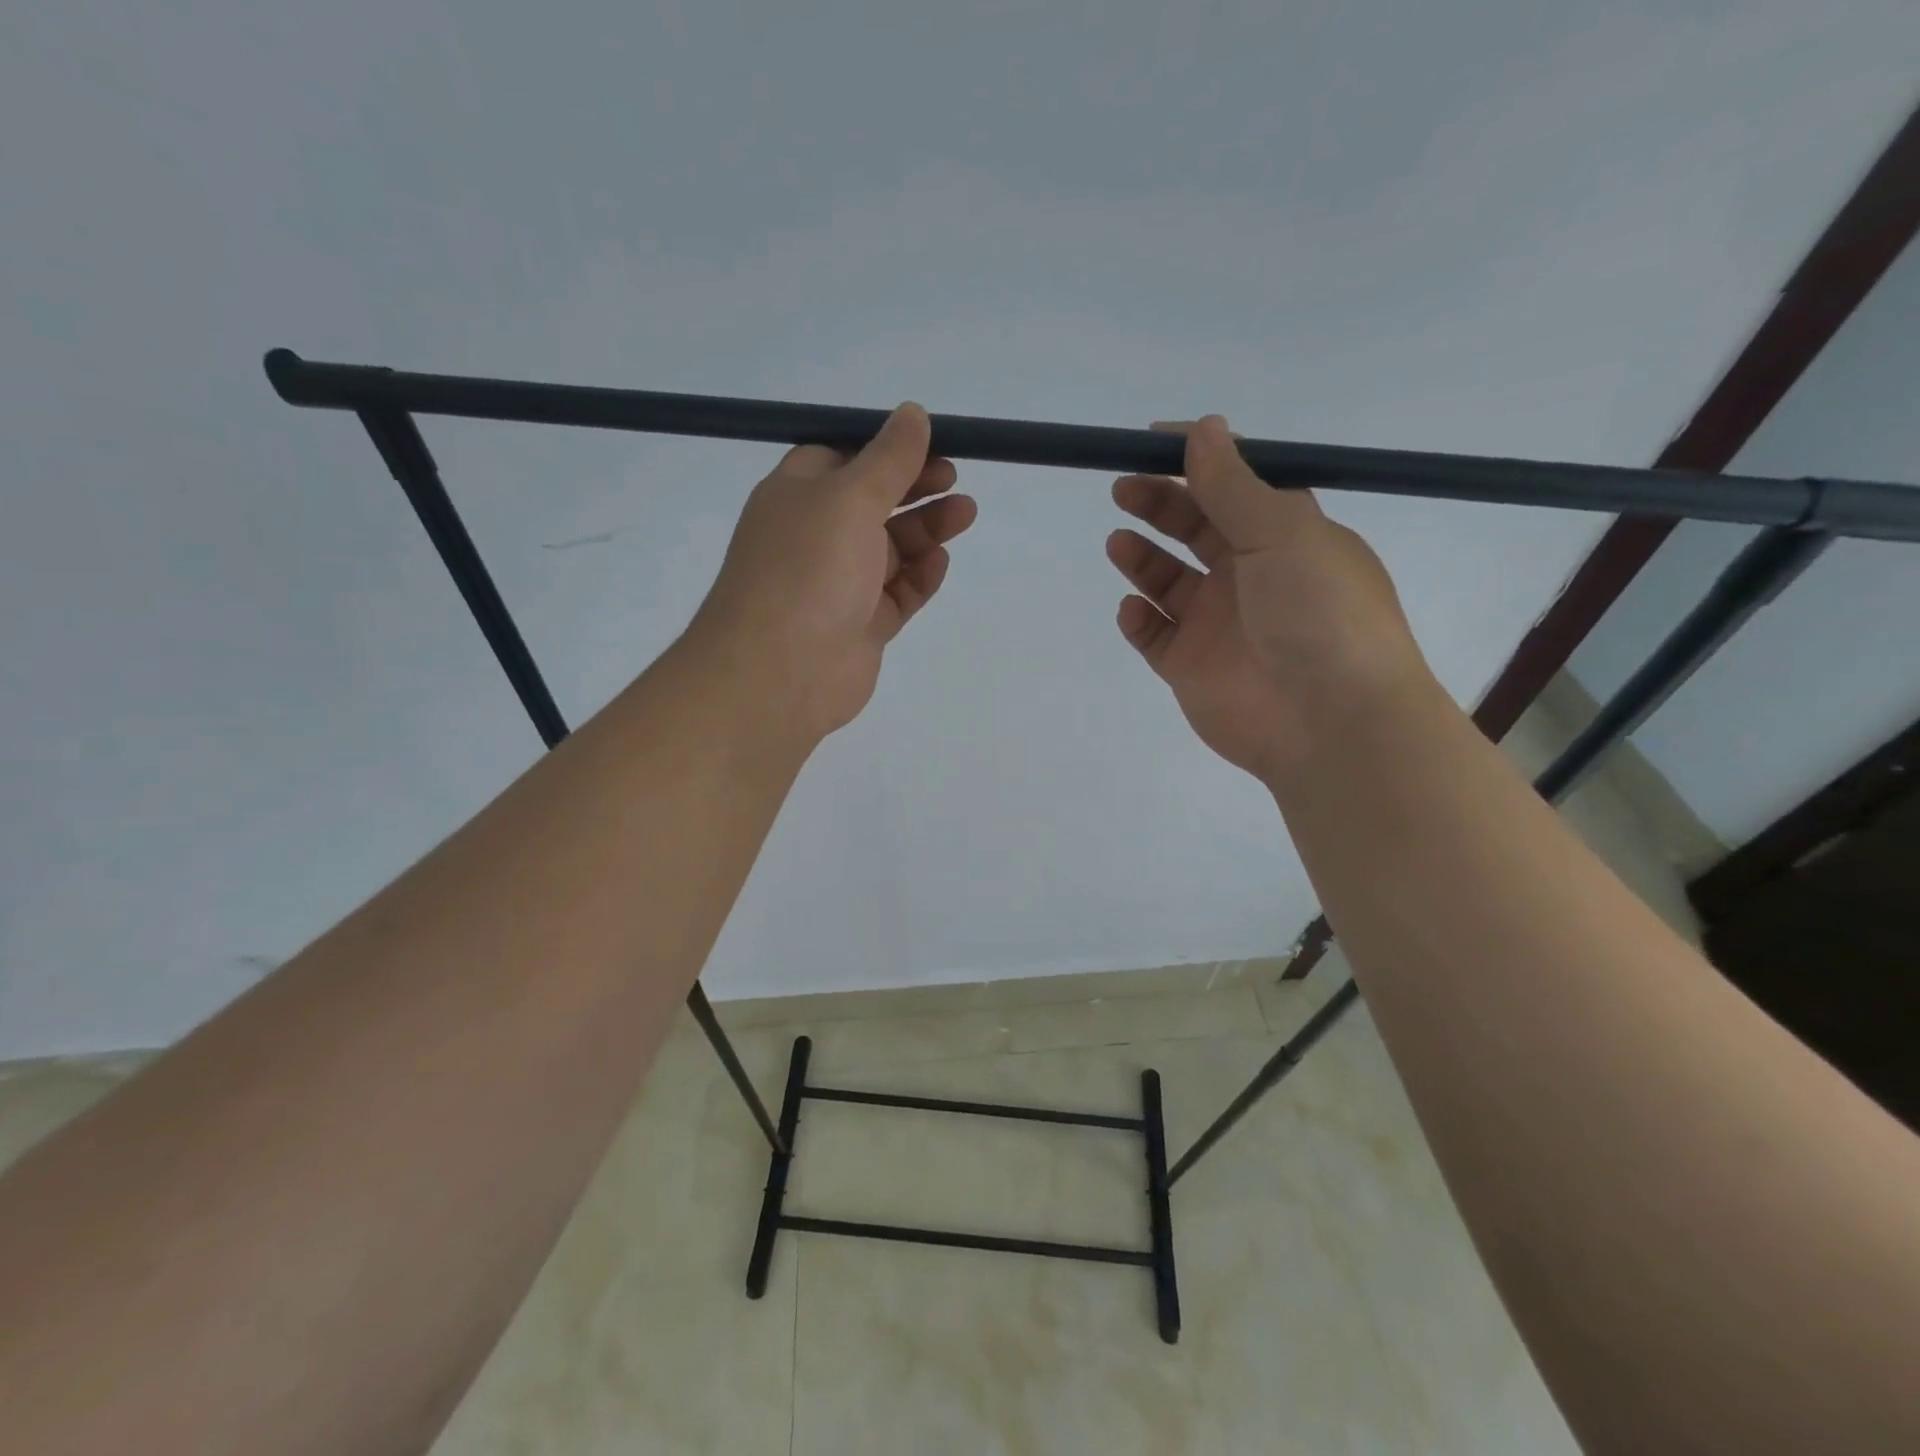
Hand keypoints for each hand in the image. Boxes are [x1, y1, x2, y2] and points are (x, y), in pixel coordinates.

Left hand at [684, 403, 975, 744]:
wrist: (780, 671)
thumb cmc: (808, 569)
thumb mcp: (849, 497)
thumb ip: (888, 459)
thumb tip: (913, 413)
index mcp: (797, 496)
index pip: (842, 459)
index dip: (885, 450)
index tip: (929, 445)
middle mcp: (815, 537)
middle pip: (872, 503)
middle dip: (914, 488)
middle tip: (954, 480)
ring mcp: (839, 585)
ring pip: (890, 550)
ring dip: (926, 530)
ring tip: (965, 514)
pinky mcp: (860, 626)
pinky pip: (897, 595)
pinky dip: (919, 578)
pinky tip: (939, 563)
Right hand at [1106, 414, 1429, 784]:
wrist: (1330, 723)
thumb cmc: (1319, 615)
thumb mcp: (1283, 535)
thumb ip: (1234, 486)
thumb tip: (1204, 427)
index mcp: (1285, 538)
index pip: (1235, 488)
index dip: (1197, 463)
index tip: (1153, 442)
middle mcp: (1250, 576)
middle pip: (1195, 529)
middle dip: (1160, 504)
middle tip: (1124, 487)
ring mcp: (1217, 624)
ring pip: (1168, 581)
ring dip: (1142, 557)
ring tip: (1119, 542)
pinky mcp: (1190, 667)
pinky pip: (1153, 635)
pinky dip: (1138, 618)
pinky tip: (1134, 609)